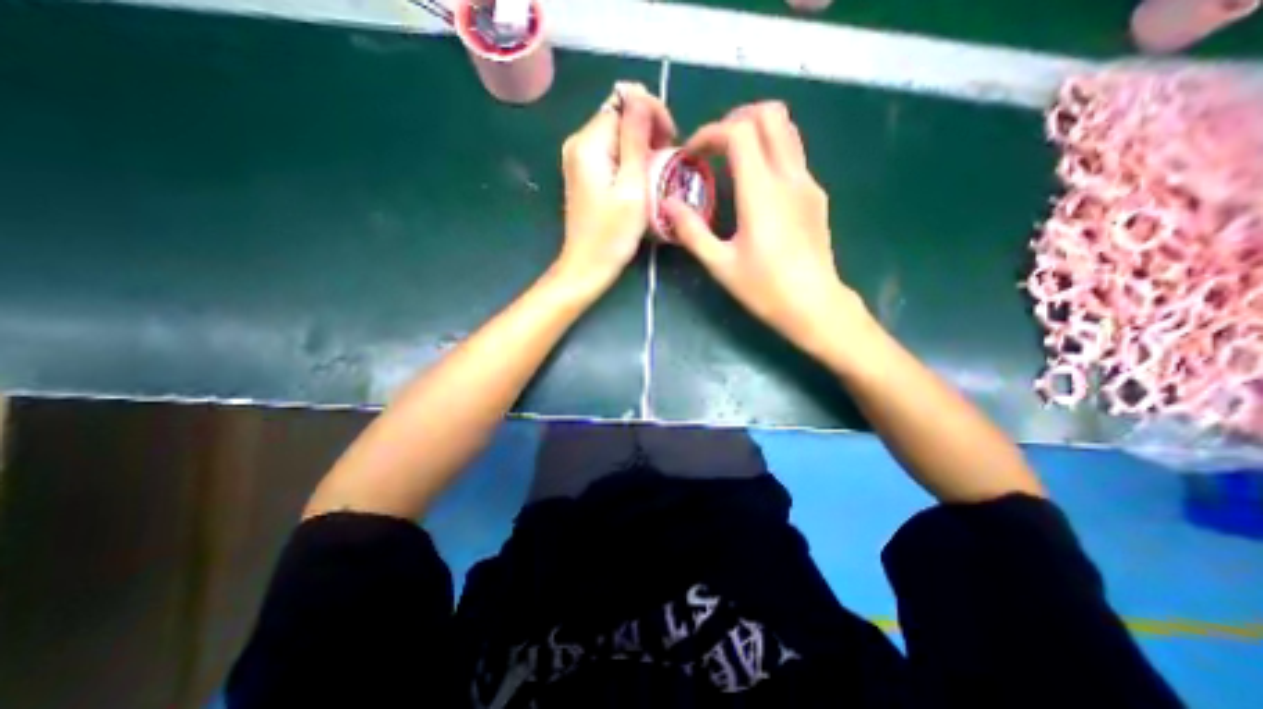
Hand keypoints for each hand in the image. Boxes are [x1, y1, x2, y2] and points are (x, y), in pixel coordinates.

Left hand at [555, 82, 673, 299]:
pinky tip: (641, 178)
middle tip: (666, 158)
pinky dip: (629, 159)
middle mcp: (578, 144)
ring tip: (658, 169)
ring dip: (640, 145)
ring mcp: (578, 160)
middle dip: (647, 129)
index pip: (623, 101)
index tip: (670, 140)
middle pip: (618, 116)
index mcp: (588, 143)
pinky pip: (610, 153)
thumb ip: (635, 139)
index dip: (651, 113)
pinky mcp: (583, 175)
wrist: (587, 267)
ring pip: (616, 135)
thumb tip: (639, 95)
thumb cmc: (612, 235)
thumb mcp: (632, 187)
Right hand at [661, 102, 868, 358]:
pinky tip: (756, 186)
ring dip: (757, 131)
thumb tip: (669, 204)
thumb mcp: (720, 264)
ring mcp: (808, 183)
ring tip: (732, 159)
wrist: (815, 305)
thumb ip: (692, 231)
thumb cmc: (765, 288)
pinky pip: (794, 156)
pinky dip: (770, 152)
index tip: (692, 153)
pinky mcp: (816, 196)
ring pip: (788, 130)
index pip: (739, 132)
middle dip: (737, 119)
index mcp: (762, 191)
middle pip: (771, 114)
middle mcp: (789, 177)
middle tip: (714, 147)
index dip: (711, 132)